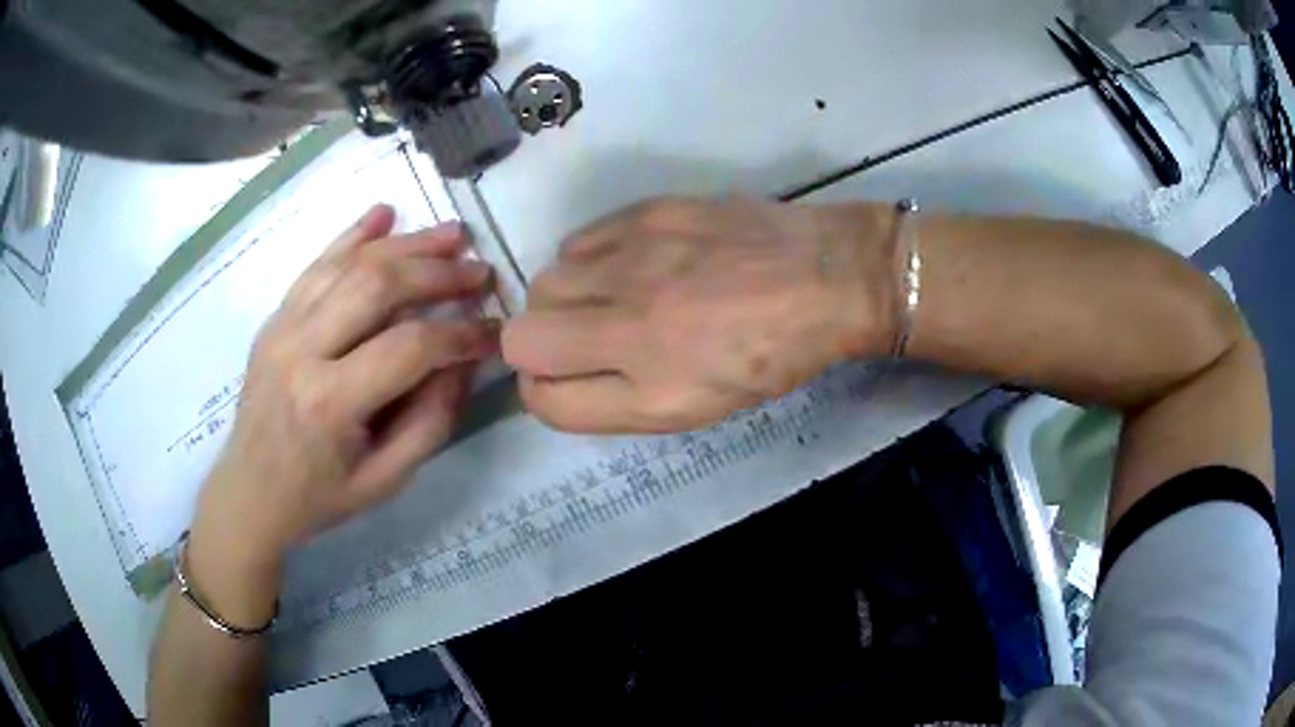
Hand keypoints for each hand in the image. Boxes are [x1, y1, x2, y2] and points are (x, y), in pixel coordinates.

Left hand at [187, 205, 497, 620]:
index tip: (496, 330)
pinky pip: (315, 265)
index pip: (410, 348)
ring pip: (349, 265)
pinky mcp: (274, 319)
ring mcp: (282, 328)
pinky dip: (351, 236)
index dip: (462, 334)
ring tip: (451, 234)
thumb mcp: (385, 480)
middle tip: (479, 272)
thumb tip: (463, 361)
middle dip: (438, 273)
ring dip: (405, 244)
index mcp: (330, 402)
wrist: (249, 492)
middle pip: (378, 286)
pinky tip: (383, 214)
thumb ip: (431, 421)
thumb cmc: (318, 496)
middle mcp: (302, 351)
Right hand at [502, 197, 897, 432]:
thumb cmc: (773, 355)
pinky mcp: (647, 213)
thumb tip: (553, 379)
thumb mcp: (699, 406)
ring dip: (565, 298)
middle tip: (586, 336)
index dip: (544, 391)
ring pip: (544, 282)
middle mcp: (633, 328)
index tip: (562, 377)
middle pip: (522, 338)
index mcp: (655, 391)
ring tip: (614, 295)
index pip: (543, 400)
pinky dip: (589, 259)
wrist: (829, 275)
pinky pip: (577, 241)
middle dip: (542, 344)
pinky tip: (630, 261)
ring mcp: (637, 263)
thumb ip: (616, 401)